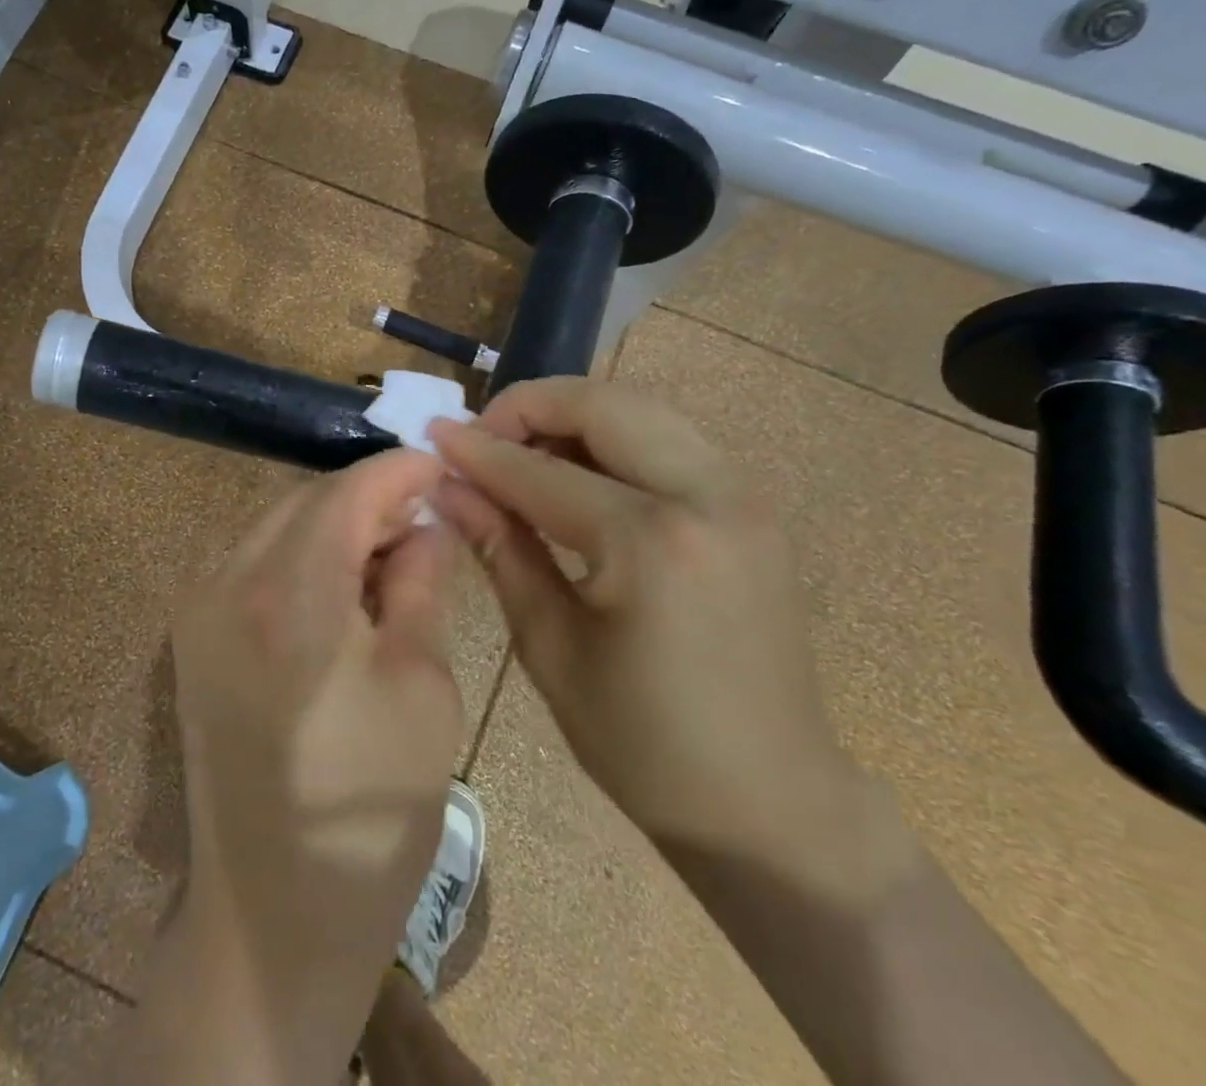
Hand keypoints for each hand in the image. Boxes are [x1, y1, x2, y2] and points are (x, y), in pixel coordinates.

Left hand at [170, 450, 463, 1081]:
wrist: (271, 918)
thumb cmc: (368, 810)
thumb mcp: (422, 687)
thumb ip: (422, 584)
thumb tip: (427, 522)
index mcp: (288, 594)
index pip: (347, 492)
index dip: (399, 470)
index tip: (441, 465)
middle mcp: (226, 582)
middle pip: (307, 500)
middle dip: (369, 497)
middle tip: (426, 517)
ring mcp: (198, 607)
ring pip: (277, 525)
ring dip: (335, 524)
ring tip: (392, 552)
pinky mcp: (192, 635)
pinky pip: (254, 561)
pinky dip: (302, 554)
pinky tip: (342, 584)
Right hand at [430, 377, 862, 864]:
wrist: (772, 801)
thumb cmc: (644, 743)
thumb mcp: (550, 647)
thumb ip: (500, 549)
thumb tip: (448, 487)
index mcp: (651, 544)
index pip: (541, 472)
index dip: (479, 451)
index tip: (433, 436)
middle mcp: (707, 497)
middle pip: (604, 405)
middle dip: (531, 406)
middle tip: (482, 436)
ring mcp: (742, 496)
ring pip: (642, 409)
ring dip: (573, 415)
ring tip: (524, 452)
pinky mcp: (752, 507)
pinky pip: (670, 439)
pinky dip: (614, 437)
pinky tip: (578, 473)